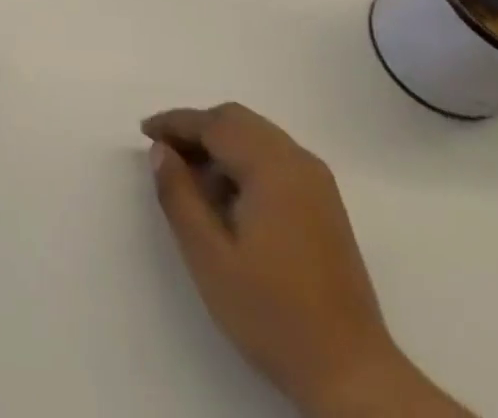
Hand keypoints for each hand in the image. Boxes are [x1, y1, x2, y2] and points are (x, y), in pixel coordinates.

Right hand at [142, 105, 467, 417]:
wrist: (352, 374)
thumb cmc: (273, 314)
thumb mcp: (210, 257)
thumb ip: (179, 196)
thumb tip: (161, 151)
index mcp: (272, 166)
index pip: (214, 124)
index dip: (176, 123)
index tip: (145, 131)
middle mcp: (298, 160)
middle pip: (237, 121)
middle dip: (197, 129)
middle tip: (164, 152)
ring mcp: (316, 182)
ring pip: (257, 137)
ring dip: (220, 145)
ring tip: (190, 178)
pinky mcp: (325, 204)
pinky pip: (275, 159)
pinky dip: (244, 162)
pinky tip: (227, 197)